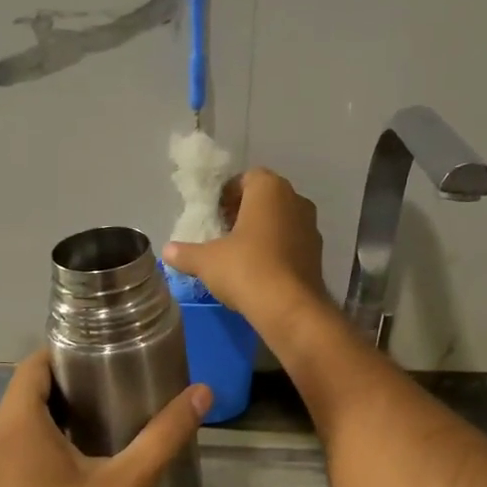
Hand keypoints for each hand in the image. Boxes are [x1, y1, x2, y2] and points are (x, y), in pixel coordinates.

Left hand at [0, 352, 210, 486]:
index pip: (32, 366)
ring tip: (113, 408)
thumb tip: (203, 391)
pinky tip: (89, 448)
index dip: (68, 352)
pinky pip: (20, 450)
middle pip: (28, 393)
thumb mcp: (131, 482)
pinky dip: (49, 440)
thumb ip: (166, 431)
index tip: (108, 349)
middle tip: (120, 377)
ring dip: (61, 412)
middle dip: (71, 382)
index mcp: (12, 430)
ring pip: (24, 423)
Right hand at [162, 167, 327, 331]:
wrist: (289, 308)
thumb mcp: (205, 261)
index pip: (246, 178)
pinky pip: (292, 243)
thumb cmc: (245, 269)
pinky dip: (277, 251)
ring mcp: (311, 227)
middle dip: (245, 213)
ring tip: (240, 255)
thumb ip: (185, 252)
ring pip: (281, 221)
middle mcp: (296, 200)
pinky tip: (260, 272)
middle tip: (224, 234)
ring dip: (262, 232)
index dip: (227, 195)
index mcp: (269, 189)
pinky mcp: (318, 254)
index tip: (214, 215)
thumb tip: (168, 251)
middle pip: (265, 199)